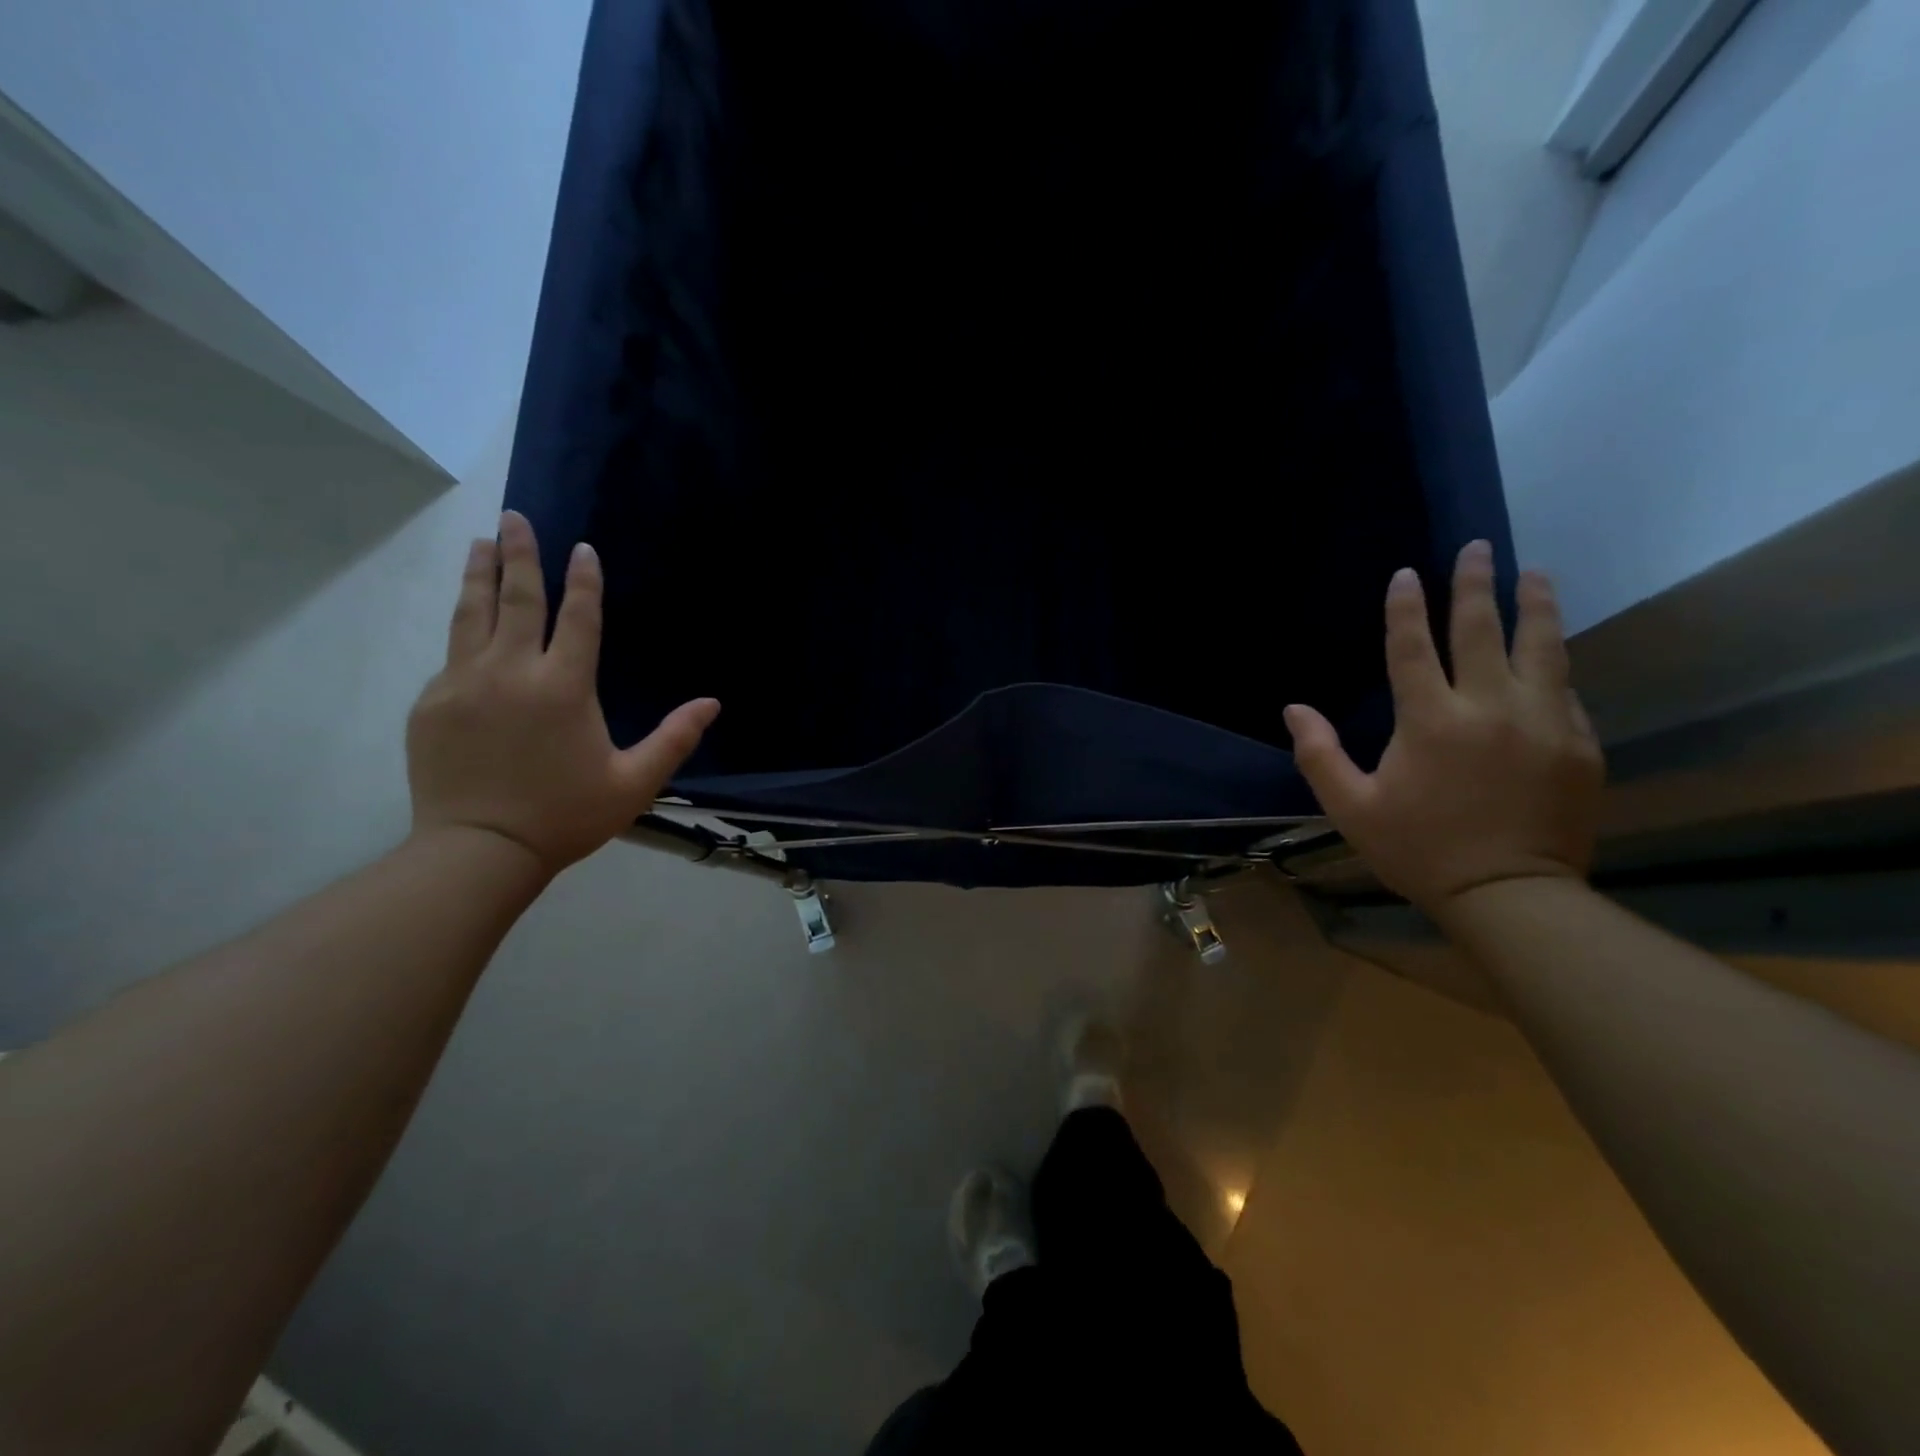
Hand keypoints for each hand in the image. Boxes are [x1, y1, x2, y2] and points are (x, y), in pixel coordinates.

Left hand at [406, 511, 718, 875]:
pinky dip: (465, 630)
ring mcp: (464, 683)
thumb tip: (712, 703)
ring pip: (472, 615)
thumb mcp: (634, 781)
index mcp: (563, 687)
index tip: (582, 547)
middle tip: (515, 516)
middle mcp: (511, 672)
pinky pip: (453, 656)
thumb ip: (675, 738)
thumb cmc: (567, 815)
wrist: (480, 850)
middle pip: (517, 599)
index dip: (584, 581)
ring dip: (480, 575)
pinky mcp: (432, 703)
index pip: (578, 618)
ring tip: (481, 543)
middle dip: (519, 554)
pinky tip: (470, 622)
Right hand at [1283, 540, 1603, 917]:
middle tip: (1478, 547)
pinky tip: (1548, 653)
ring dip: (1535, 605)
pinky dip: (1551, 664)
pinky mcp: (1578, 743)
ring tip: (1535, 574)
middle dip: (1476, 584)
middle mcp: (1490, 707)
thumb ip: (1319, 754)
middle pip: (1483, 630)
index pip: (1413, 647)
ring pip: (1543, 647)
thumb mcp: (1351, 807)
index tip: (1406, 574)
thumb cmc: (1418, 850)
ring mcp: (1542, 722)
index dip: (1406, 607)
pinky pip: (1564, 690)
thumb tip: (1294, 709)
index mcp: (1430, 721)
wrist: (1509, 895)